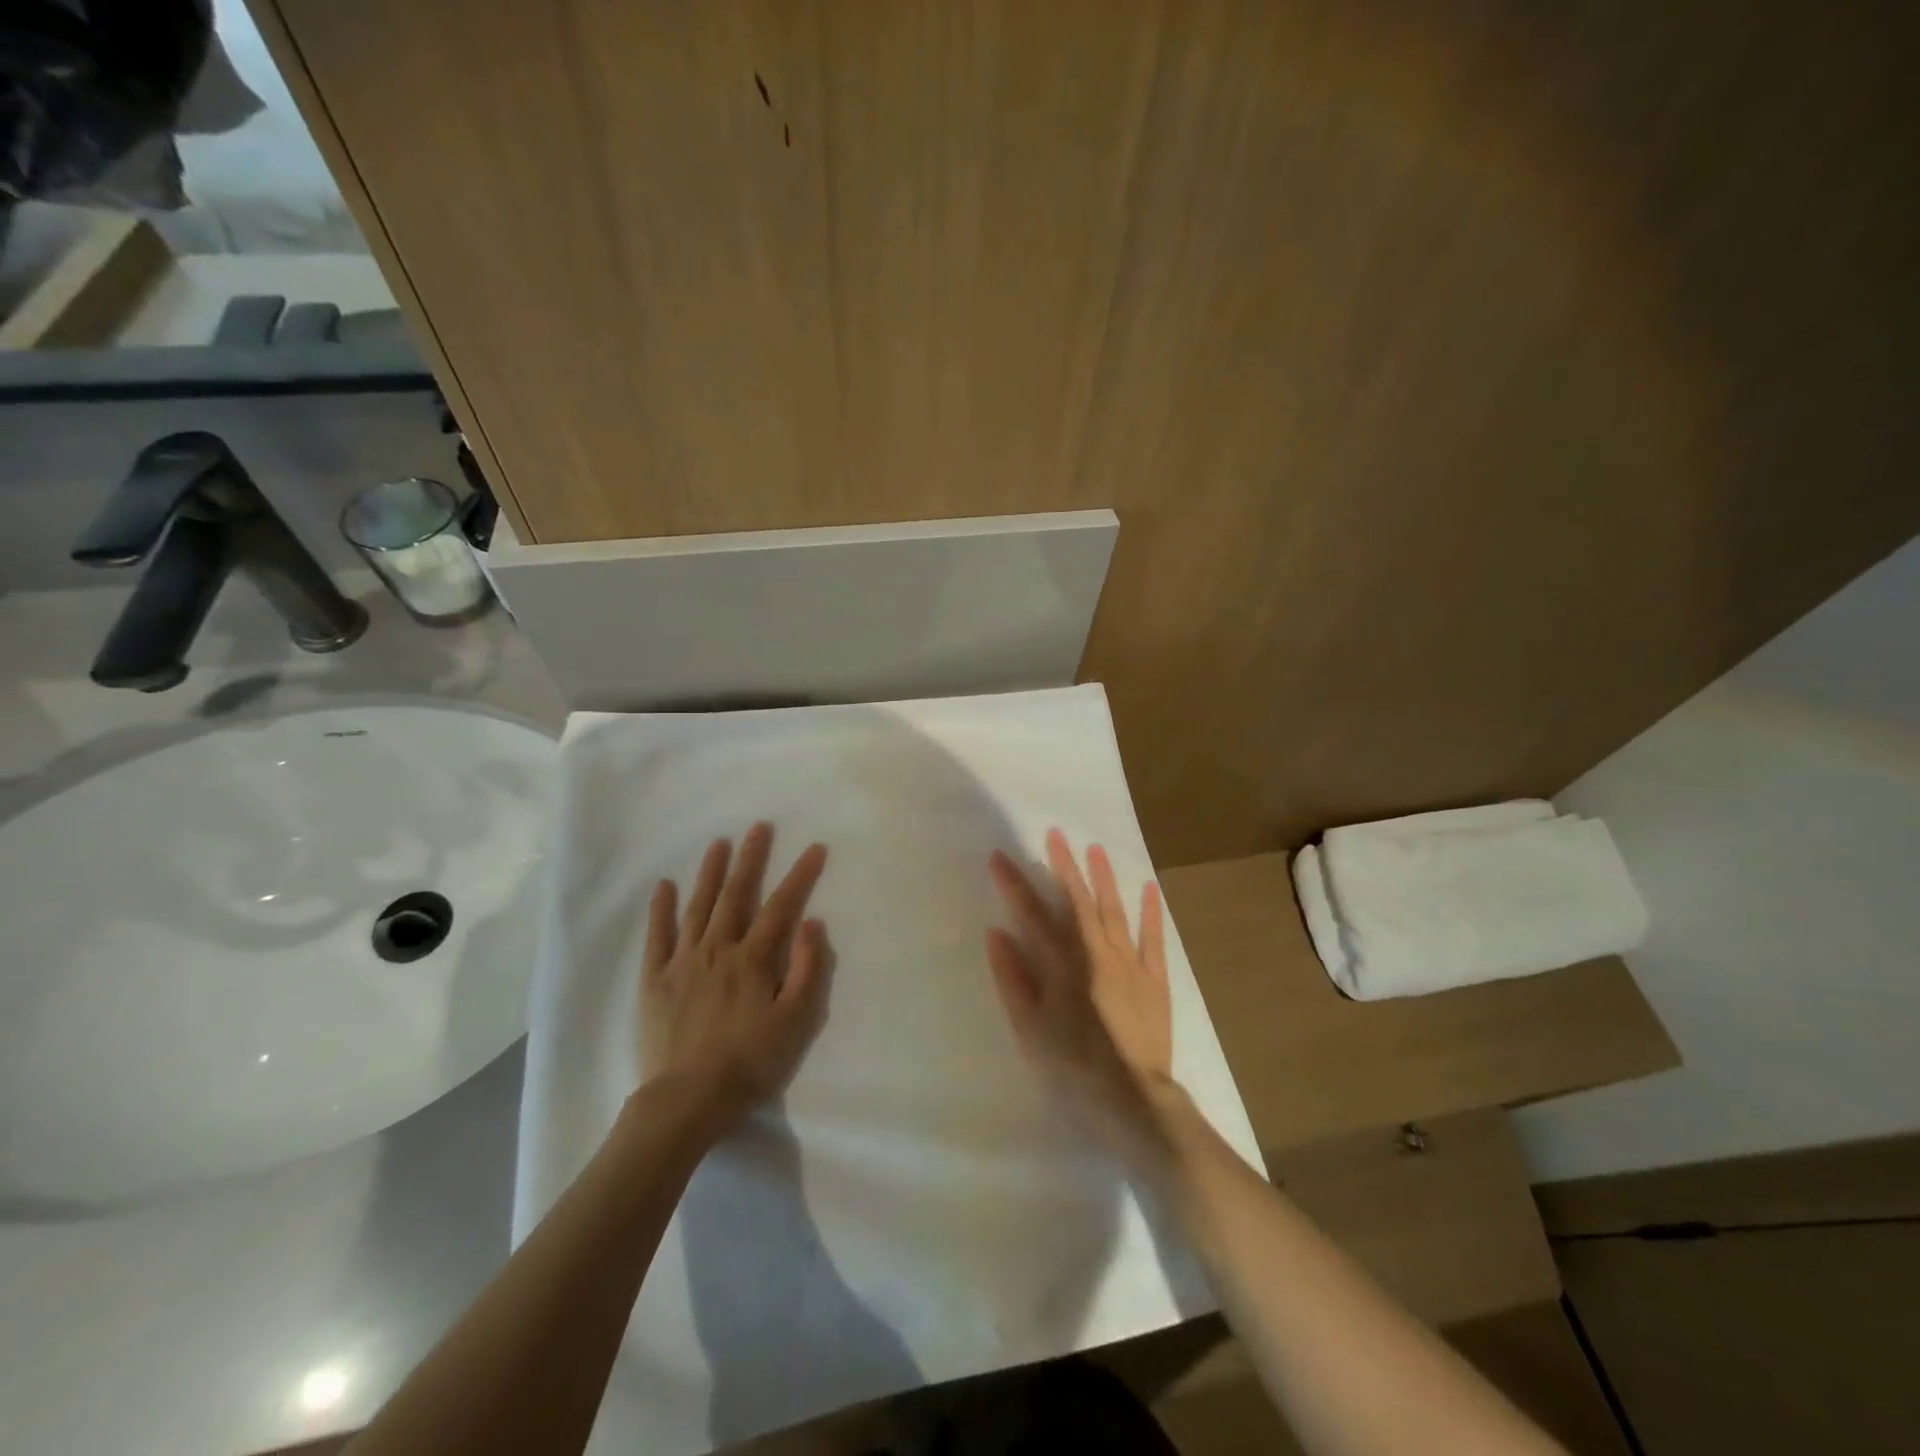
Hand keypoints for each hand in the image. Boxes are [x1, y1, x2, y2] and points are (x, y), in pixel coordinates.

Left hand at [639, 823, 830, 1136]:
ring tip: (718, 844)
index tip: (814, 848)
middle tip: (758, 828)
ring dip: (710, 873)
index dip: (799, 876)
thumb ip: (805, 969)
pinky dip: (661, 910)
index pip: (782, 907)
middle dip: (750, 859)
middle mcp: (717, 950)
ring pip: (698, 907)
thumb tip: (812, 923)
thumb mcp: (794, 1021)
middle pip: (736, 896)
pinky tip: (664, 886)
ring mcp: (682, 962)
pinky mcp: (655, 980)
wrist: (687, 1100)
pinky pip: (657, 937)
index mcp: (753, 960)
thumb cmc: (749, 1063)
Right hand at [986, 828, 1177, 1161]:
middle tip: (1055, 833)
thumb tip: (995, 933)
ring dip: (1104, 878)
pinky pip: (1153, 939)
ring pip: (1114, 911)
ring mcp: (1129, 964)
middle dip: (1064, 866)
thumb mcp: (1029, 1029)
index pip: (1032, 915)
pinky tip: (1149, 887)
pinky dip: (1151, 912)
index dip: (1014, 884)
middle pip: (1077, 902)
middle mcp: (1095, 954)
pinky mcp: (1154, 980)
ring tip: (1095, 848)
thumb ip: (1012, 979)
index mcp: (1061, 965)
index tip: (999, 857)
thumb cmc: (1072, 1068)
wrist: (1131, 1100)